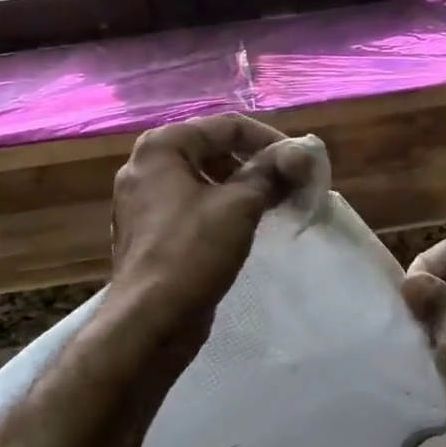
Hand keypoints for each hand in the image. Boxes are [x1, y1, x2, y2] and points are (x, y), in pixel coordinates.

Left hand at [107, 113, 303, 372]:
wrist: (150, 320)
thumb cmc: (193, 251)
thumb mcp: (240, 205)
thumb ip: (271, 171)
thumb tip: (301, 152)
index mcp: (162, 147)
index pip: (227, 126)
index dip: (270, 140)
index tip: (300, 163)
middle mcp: (146, 166)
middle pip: (214, 148)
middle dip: (256, 163)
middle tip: (291, 182)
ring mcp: (144, 200)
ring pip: (204, 178)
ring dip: (243, 186)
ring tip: (275, 202)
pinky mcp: (151, 230)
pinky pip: (193, 204)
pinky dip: (223, 206)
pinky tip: (248, 225)